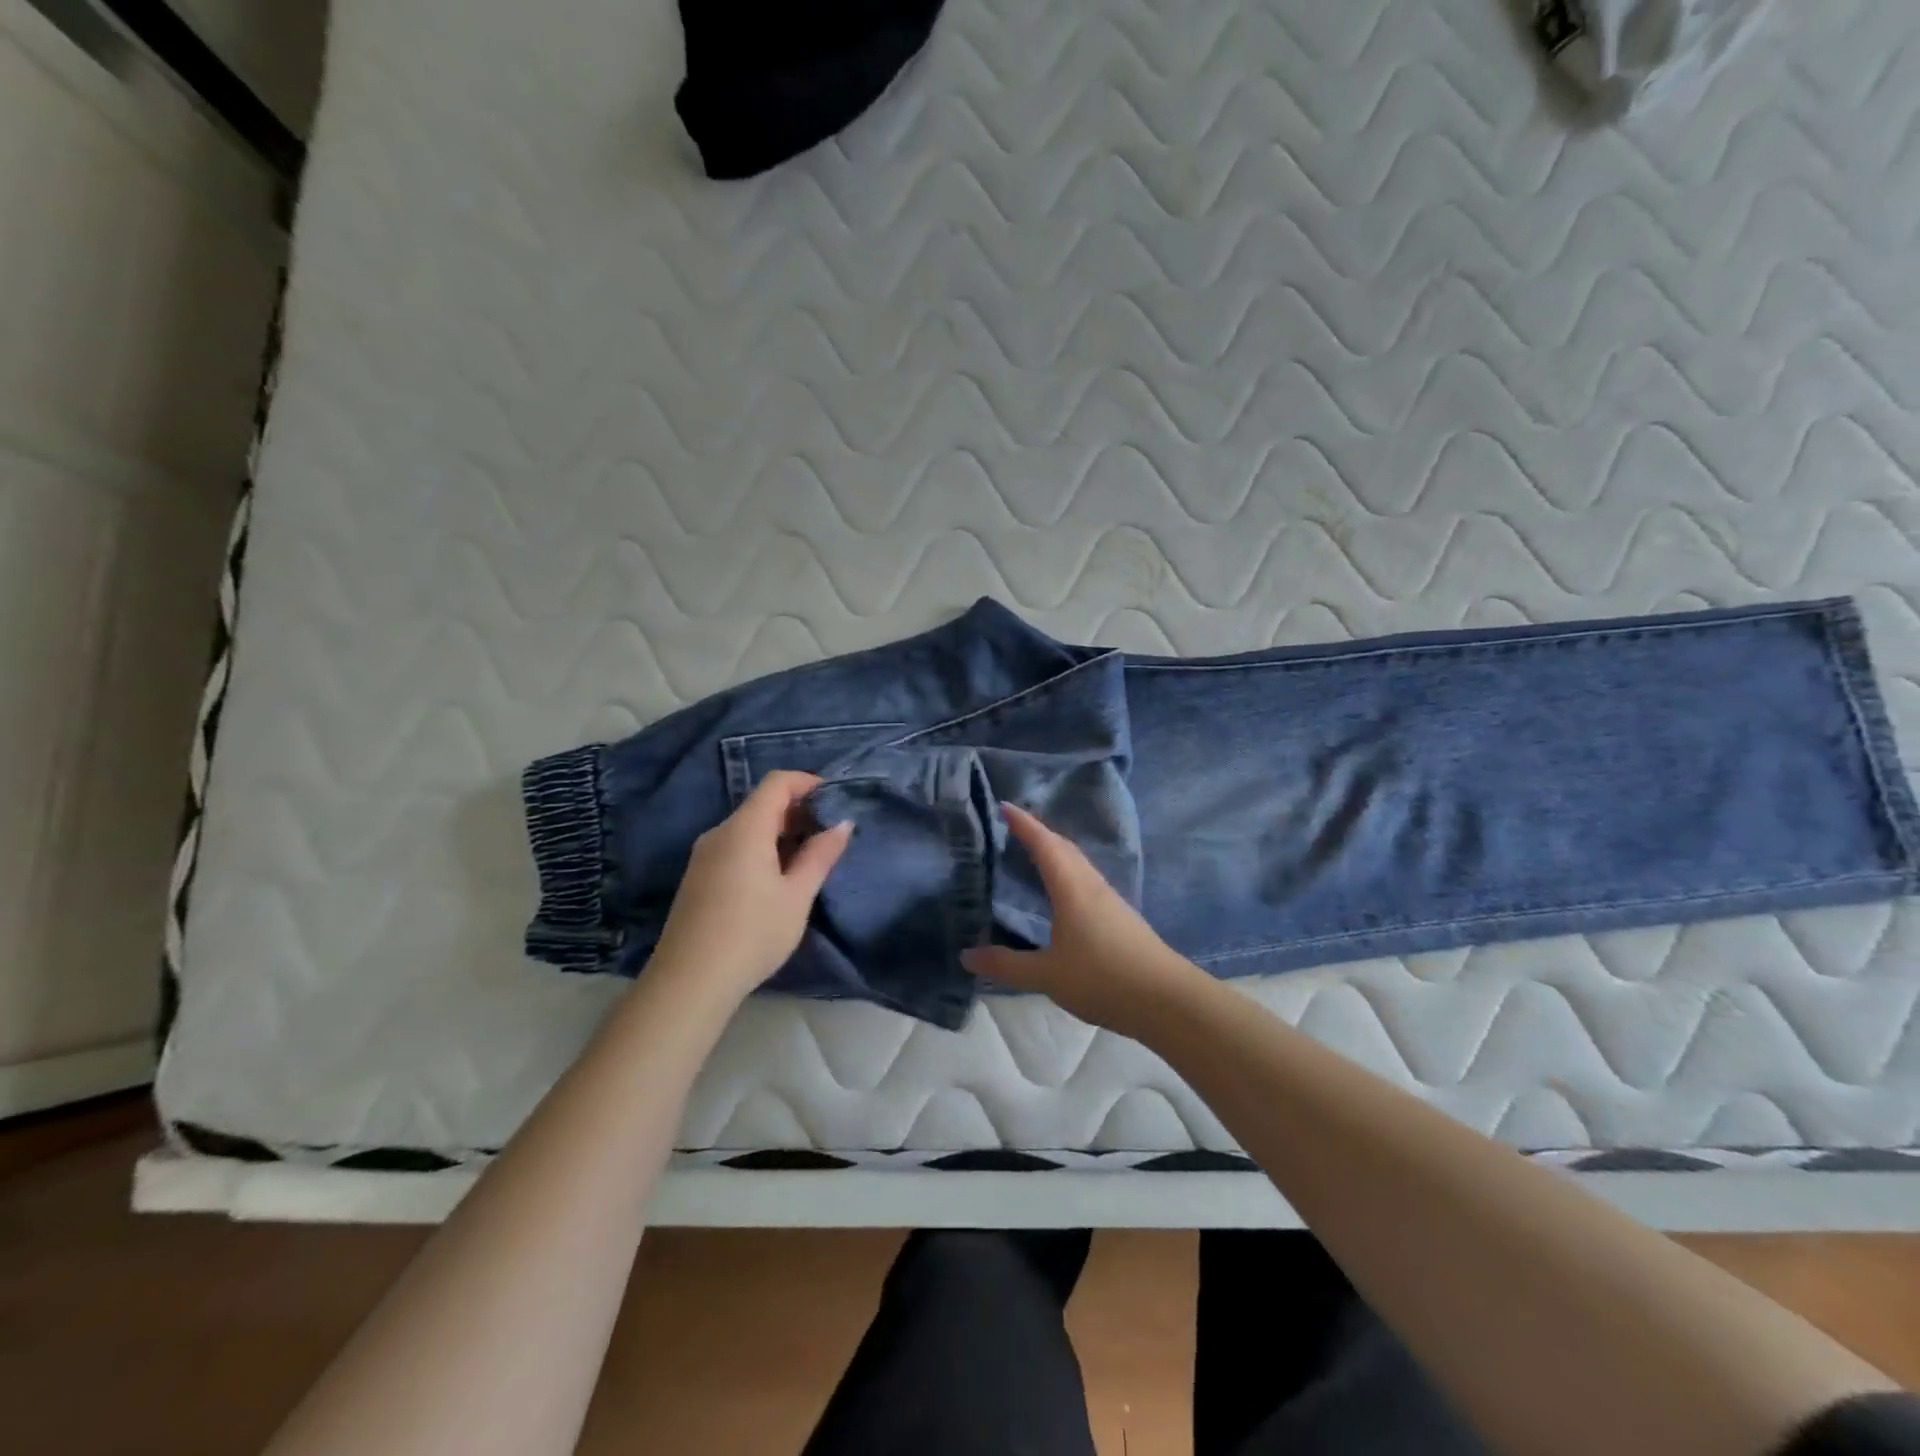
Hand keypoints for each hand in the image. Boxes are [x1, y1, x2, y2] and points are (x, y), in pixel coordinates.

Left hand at [651, 771, 852, 1000]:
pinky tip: (778, 879)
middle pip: (762, 803)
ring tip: (809, 858)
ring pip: (748, 827)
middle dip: (798, 810)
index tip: (834, 800)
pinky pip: (735, 847)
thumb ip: (820, 855)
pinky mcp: (698, 877)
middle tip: (829, 834)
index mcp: (745, 829)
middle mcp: (720, 833)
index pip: (777, 783)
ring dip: (781, 832)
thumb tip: (842, 823)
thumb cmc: (752, 933)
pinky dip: (762, 849)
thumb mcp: (797, 895)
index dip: (807, 782)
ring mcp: (704, 855)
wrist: (689, 982)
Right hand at [961, 805, 1207, 1040]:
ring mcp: (1110, 901)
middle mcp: (1092, 886)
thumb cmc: (1104, 979)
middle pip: (1064, 848)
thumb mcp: (1048, 976)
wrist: (1167, 1000)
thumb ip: (1007, 965)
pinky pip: (1087, 881)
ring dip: (1056, 851)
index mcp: (1072, 889)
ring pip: (1079, 864)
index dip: (1025, 824)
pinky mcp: (1121, 917)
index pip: (1045, 845)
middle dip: (1040, 833)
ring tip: (1035, 853)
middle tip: (1015, 827)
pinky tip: (1064, 892)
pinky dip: (1068, 872)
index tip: (1005, 805)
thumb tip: (966, 956)